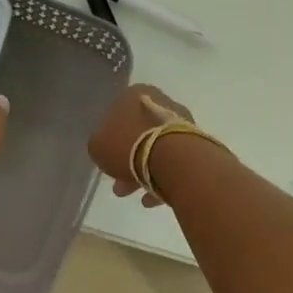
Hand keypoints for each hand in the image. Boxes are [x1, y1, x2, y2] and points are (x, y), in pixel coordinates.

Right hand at [88, 85, 189, 206]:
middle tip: (119, 185)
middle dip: (127, 161)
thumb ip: (100, 144)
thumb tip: (109, 148)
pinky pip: (173, 161)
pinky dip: (162, 178)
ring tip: (136, 195)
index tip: (107, 160)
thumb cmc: (128, 145)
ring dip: (143, 172)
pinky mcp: (196, 142)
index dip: (109, 140)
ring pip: (156, 149)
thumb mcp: (97, 146)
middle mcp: (160, 101)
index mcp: (134, 94)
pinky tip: (153, 198)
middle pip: (138, 134)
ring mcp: (181, 122)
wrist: (173, 158)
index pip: (116, 115)